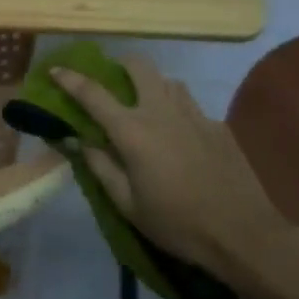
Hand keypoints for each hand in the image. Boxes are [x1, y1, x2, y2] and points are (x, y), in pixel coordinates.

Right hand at [50, 57, 292, 279]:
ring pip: (168, 81)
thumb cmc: (177, 224)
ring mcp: (193, 114)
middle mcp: (160, 111)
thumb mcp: (128, 205)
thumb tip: (80, 141)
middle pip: (138, 66)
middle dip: (120, 65)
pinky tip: (181, 137)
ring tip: (148, 107)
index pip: (92, 93)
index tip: (55, 70)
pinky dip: (178, 111)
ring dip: (152, 86)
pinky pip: (191, 105)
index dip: (69, 78)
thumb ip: (101, 167)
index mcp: (132, 130)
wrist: (243, 234)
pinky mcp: (217, 126)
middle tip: (113, 81)